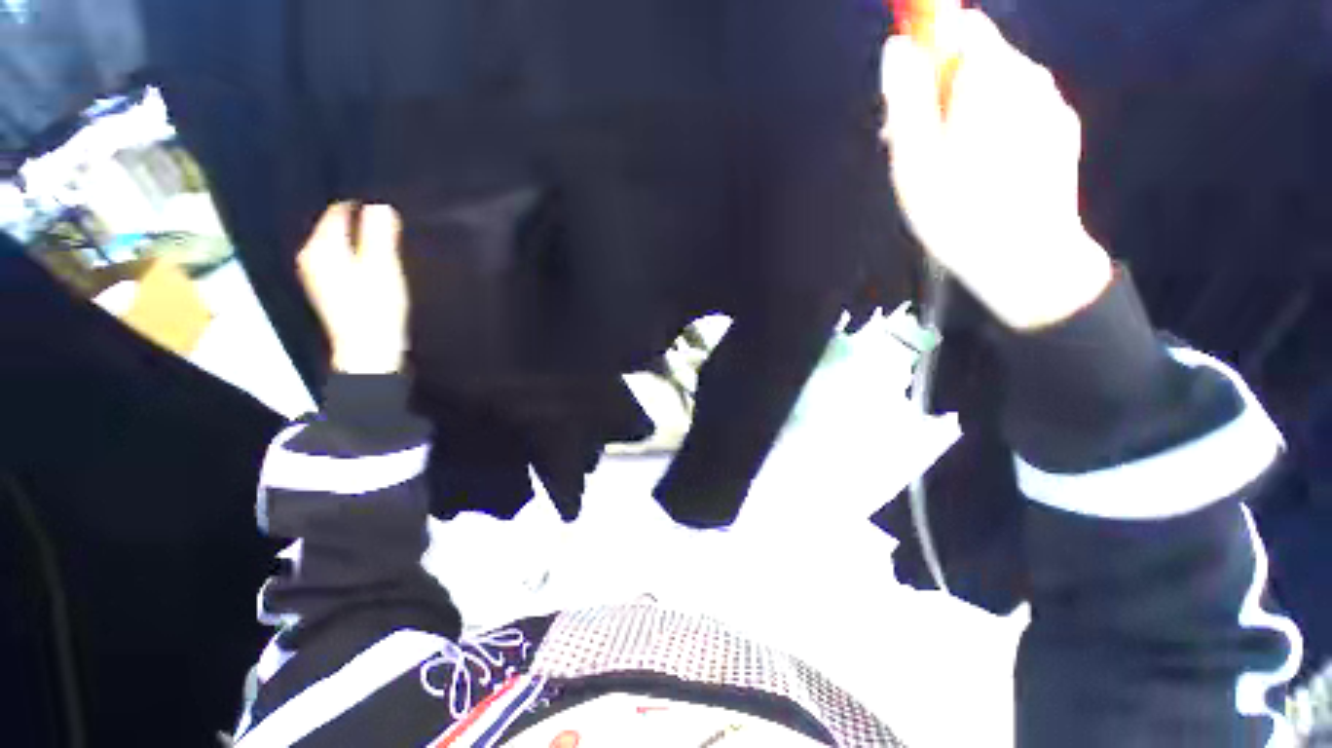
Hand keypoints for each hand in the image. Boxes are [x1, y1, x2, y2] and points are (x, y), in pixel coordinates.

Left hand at [296, 203, 408, 374]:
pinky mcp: (328, 289)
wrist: (369, 349)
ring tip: (385, 245)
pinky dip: (357, 257)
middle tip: (390, 226)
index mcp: (321, 247)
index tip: (387, 210)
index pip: (339, 211)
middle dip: (361, 224)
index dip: (363, 207)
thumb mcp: (382, 266)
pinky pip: (341, 260)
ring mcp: (317, 274)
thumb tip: (380, 206)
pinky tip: (374, 266)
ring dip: (360, 242)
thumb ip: (379, 234)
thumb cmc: (376, 307)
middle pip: (336, 228)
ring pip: (339, 245)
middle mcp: (311, 257)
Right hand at [880, 10, 1112, 330]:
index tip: (909, 97)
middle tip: (919, 146)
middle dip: (943, 91)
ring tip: (947, 168)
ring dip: (966, 114)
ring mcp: (1050, 104)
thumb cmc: (959, 212)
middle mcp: (1029, 77)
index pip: (960, 27)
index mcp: (991, 77)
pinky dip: (994, 129)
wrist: (1026, 260)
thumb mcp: (914, 160)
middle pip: (977, 60)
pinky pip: (1018, 112)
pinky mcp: (1061, 130)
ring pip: (997, 88)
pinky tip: (981, 173)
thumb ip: (905, 99)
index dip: (929, 51)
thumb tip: (897, 48)